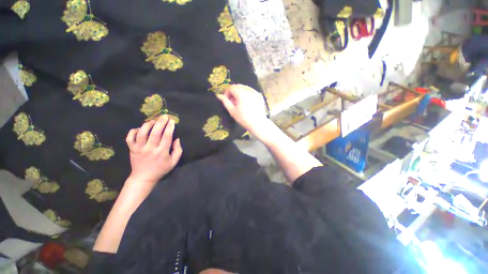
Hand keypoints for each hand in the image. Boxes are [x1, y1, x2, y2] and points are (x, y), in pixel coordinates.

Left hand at [125, 115, 182, 185]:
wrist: (144, 177)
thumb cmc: (161, 169)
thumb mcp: (174, 162)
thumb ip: (178, 150)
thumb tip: (176, 138)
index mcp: (162, 152)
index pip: (167, 136)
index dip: (170, 127)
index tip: (172, 121)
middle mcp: (150, 149)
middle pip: (155, 132)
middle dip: (161, 122)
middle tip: (165, 116)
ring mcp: (139, 148)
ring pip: (142, 133)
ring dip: (148, 125)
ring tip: (153, 120)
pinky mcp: (131, 149)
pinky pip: (130, 137)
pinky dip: (134, 131)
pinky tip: (140, 128)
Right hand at [216, 84, 267, 134]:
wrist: (258, 124)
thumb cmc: (243, 119)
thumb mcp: (232, 111)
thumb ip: (225, 102)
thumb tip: (218, 95)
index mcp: (241, 93)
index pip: (231, 87)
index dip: (227, 93)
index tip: (227, 101)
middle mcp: (249, 90)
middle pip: (238, 86)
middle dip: (233, 92)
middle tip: (233, 102)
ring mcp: (255, 92)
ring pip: (245, 88)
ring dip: (240, 93)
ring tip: (240, 103)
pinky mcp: (259, 95)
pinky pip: (251, 91)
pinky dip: (247, 94)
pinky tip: (247, 103)